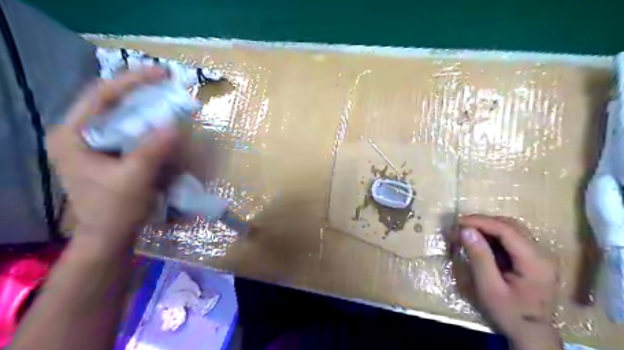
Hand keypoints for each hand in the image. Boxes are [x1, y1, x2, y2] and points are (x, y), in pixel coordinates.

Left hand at [47, 67, 179, 249]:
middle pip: (112, 102)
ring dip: (149, 110)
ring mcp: (94, 144)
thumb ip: (152, 150)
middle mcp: (79, 134)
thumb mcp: (134, 179)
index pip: (101, 95)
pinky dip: (150, 129)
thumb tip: (176, 124)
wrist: (110, 237)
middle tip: (170, 87)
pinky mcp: (109, 154)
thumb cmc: (115, 211)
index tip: (162, 74)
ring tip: (171, 106)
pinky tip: (165, 131)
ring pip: (123, 117)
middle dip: (143, 94)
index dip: (133, 81)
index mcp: (72, 135)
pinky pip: (131, 133)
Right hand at [457, 215, 560, 348]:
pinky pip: (511, 238)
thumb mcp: (489, 288)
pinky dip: (493, 236)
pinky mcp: (534, 258)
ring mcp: (540, 255)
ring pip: (511, 229)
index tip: (457, 222)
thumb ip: (479, 258)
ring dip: (487, 227)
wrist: (532, 334)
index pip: (506, 230)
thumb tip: (466, 230)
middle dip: (482, 223)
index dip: (480, 222)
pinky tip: (479, 242)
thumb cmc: (509, 314)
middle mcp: (542, 253)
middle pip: (510, 225)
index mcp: (535, 261)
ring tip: (466, 233)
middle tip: (459, 228)